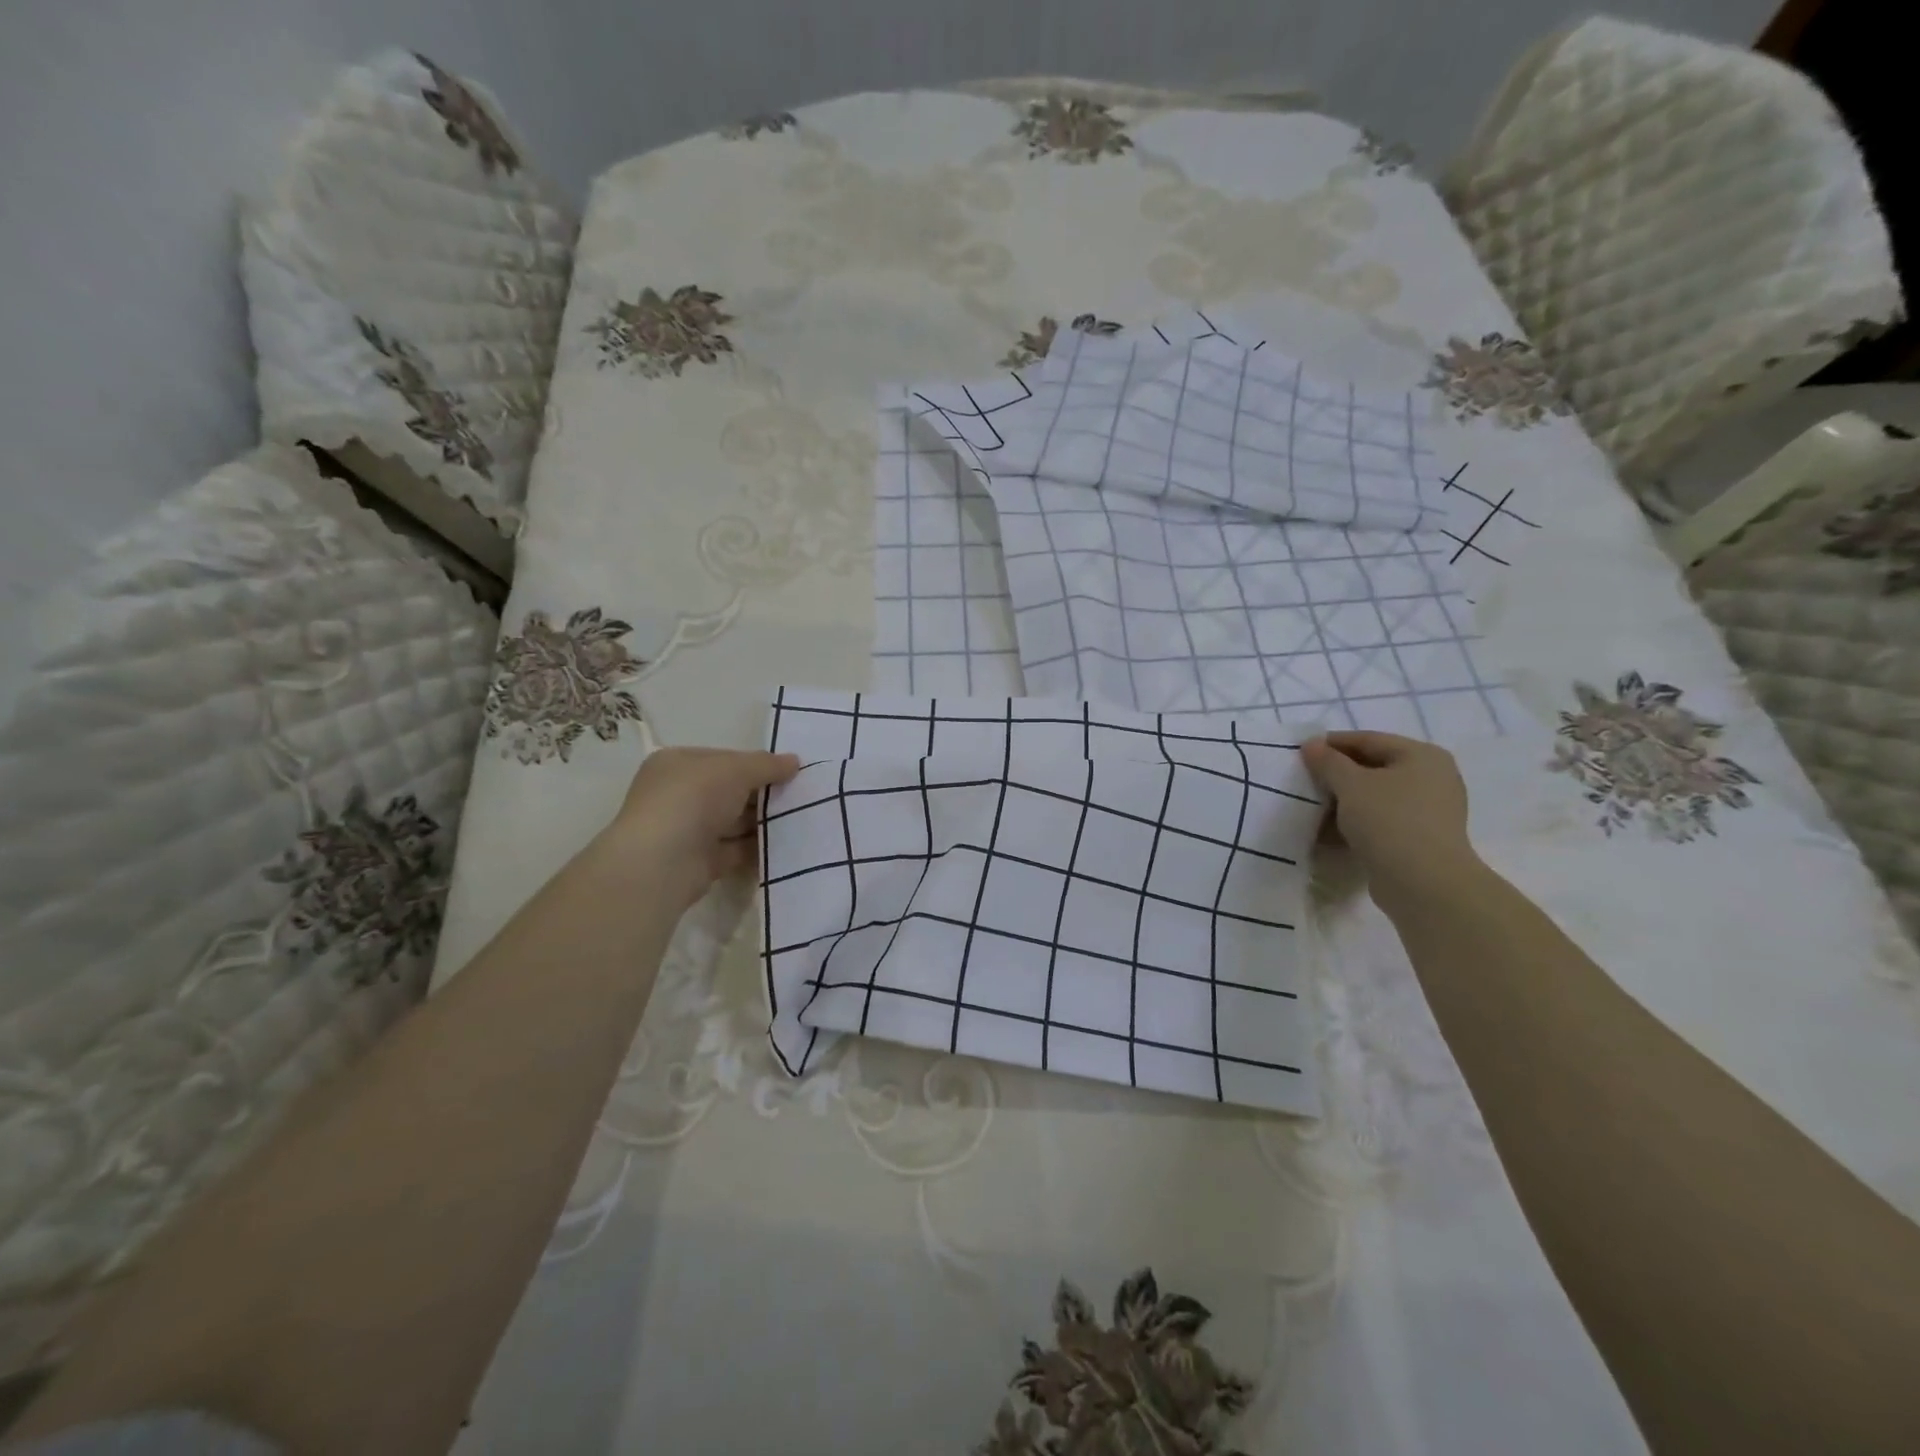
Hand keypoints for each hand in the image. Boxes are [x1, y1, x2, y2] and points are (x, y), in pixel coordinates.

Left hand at [601, 746, 799, 908]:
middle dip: (762, 793)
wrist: (662, 863)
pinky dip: (757, 847)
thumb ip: (767, 764)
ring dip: (762, 821)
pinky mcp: (700, 861)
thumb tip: (794, 762)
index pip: (723, 758)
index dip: (755, 763)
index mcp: (677, 763)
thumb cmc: (693, 800)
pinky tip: (786, 845)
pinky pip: (736, 850)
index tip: (788, 771)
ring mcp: (687, 830)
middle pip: (729, 790)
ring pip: (733, 821)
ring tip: (801, 819)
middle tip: (800, 796)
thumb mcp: (736, 770)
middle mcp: (678, 794)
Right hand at [1300, 731, 1481, 910]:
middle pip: (1374, 767)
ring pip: (1377, 796)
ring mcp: (1431, 810)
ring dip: (1346, 801)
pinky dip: (1359, 822)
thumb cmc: (1388, 820)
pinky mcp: (1422, 838)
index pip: (1368, 740)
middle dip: (1338, 774)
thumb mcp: (1350, 784)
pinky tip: (1332, 831)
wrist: (1423, 883)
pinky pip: (1383, 820)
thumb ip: (1328, 761)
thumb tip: (1312, 745)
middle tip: (1306, 780)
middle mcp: (1433, 778)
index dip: (1332, 744)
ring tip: (1314, 807)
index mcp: (1422, 755)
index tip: (1302, 752)